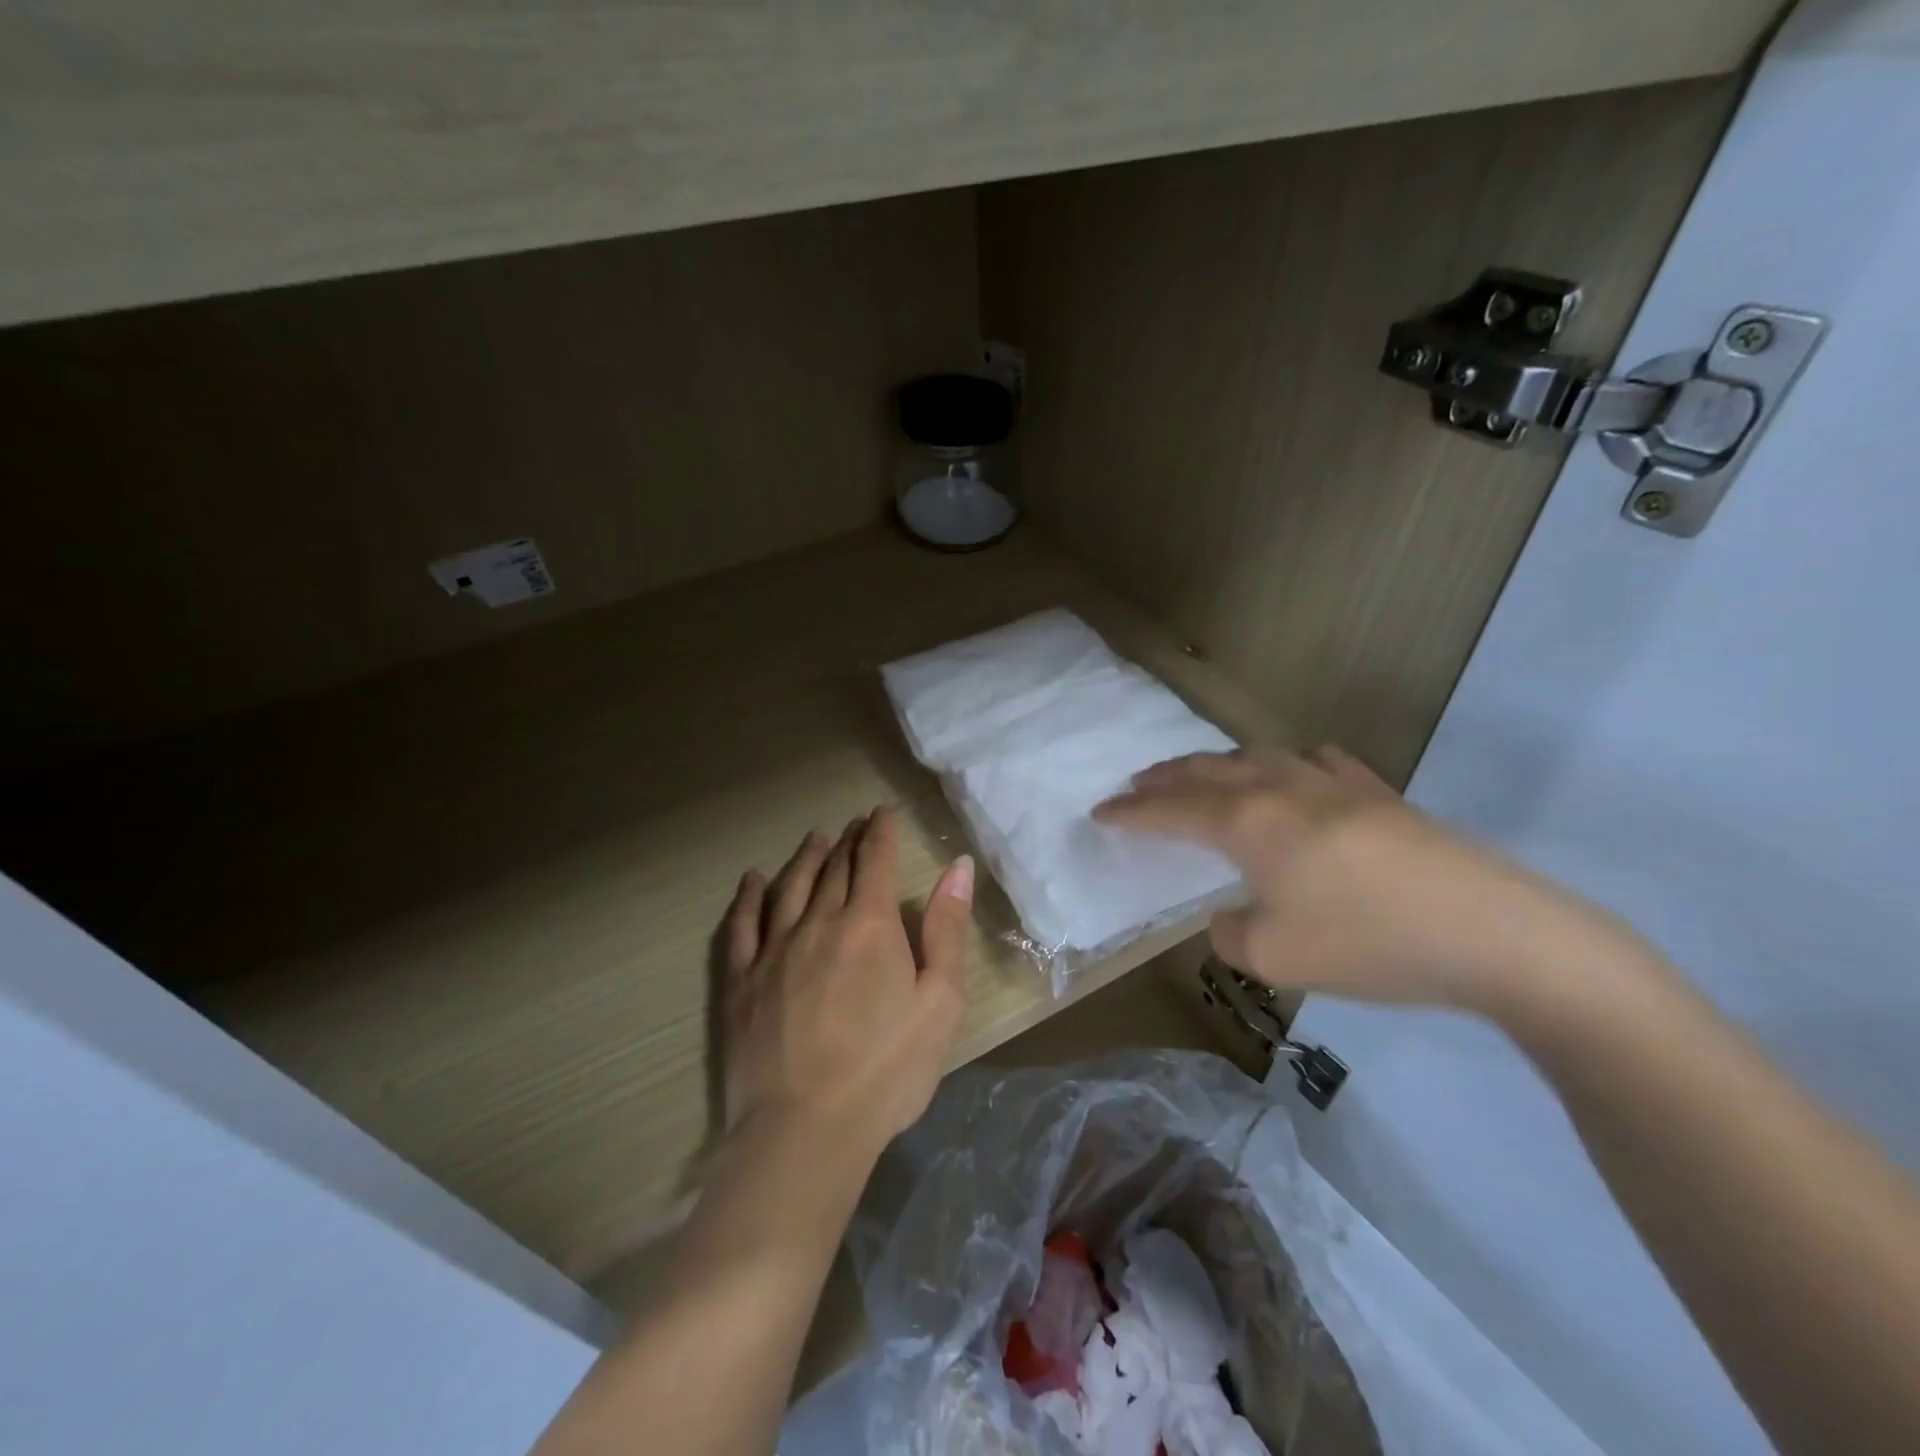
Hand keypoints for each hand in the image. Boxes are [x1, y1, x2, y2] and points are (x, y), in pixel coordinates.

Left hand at [720, 807, 974, 1155]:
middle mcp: (818, 922)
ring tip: (816, 839)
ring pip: (790, 886)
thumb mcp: (941, 1002)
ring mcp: (774, 949)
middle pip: (834, 868)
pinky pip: (742, 924)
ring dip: (806, 858)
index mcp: (869, 925)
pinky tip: (753, 879)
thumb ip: (948, 929)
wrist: (806, 1131)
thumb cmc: (887, 1069)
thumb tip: (958, 868)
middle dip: (848, 840)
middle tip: (854, 824)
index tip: (881, 814)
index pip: (874, 860)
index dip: (879, 832)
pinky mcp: (741, 980)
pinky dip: (749, 896)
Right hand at [1093, 745, 1637, 1016]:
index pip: (1172, 811)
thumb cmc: (1370, 944)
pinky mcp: (1380, 794)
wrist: (1495, 933)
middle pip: (1208, 771)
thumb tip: (1234, 913)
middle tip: (1135, 785)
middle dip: (1164, 778)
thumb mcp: (1275, 957)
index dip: (1132, 813)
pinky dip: (1288, 763)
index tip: (1101, 812)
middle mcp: (1282, 790)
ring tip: (1200, 775)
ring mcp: (1335, 785)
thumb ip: (1232, 932)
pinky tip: (1296, 769)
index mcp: (1249, 823)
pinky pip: (1318, 762)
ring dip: (1216, 765)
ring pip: (1257, 757)